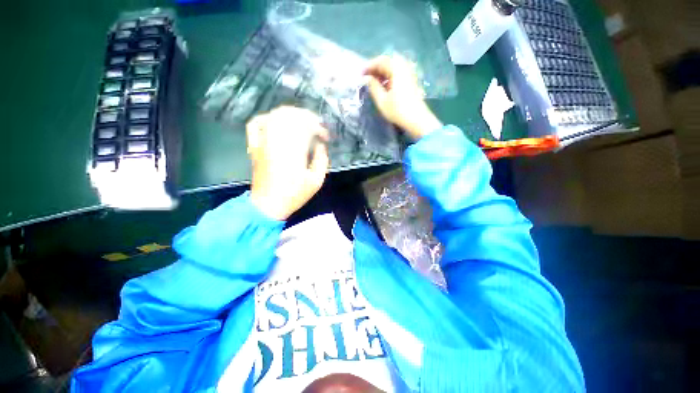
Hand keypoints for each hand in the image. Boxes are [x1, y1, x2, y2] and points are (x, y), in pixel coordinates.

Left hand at [247, 106, 329, 219]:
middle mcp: (277, 141)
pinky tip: (275, 120)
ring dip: (290, 114)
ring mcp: (263, 142)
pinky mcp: (255, 146)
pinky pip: (255, 124)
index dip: (318, 127)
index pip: (306, 126)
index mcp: (294, 150)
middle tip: (316, 124)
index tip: (325, 136)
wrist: (268, 205)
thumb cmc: (295, 194)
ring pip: (274, 115)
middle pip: (290, 115)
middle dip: (306, 116)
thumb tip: (320, 145)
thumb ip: (322, 160)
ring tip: (301, 121)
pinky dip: (266, 117)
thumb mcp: (317, 181)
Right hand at [364, 55, 441, 139]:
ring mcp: (409, 74)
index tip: (361, 74)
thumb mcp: (382, 100)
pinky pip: (397, 74)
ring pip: (393, 68)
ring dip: (382, 73)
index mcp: (397, 69)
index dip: (369, 66)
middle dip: (375, 68)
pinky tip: (383, 86)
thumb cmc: (398, 110)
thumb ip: (373, 87)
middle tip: (366, 77)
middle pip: (388, 62)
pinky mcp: (411, 82)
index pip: (381, 61)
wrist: (417, 120)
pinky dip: (388, 77)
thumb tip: (367, 78)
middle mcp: (404, 67)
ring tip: (373, 83)